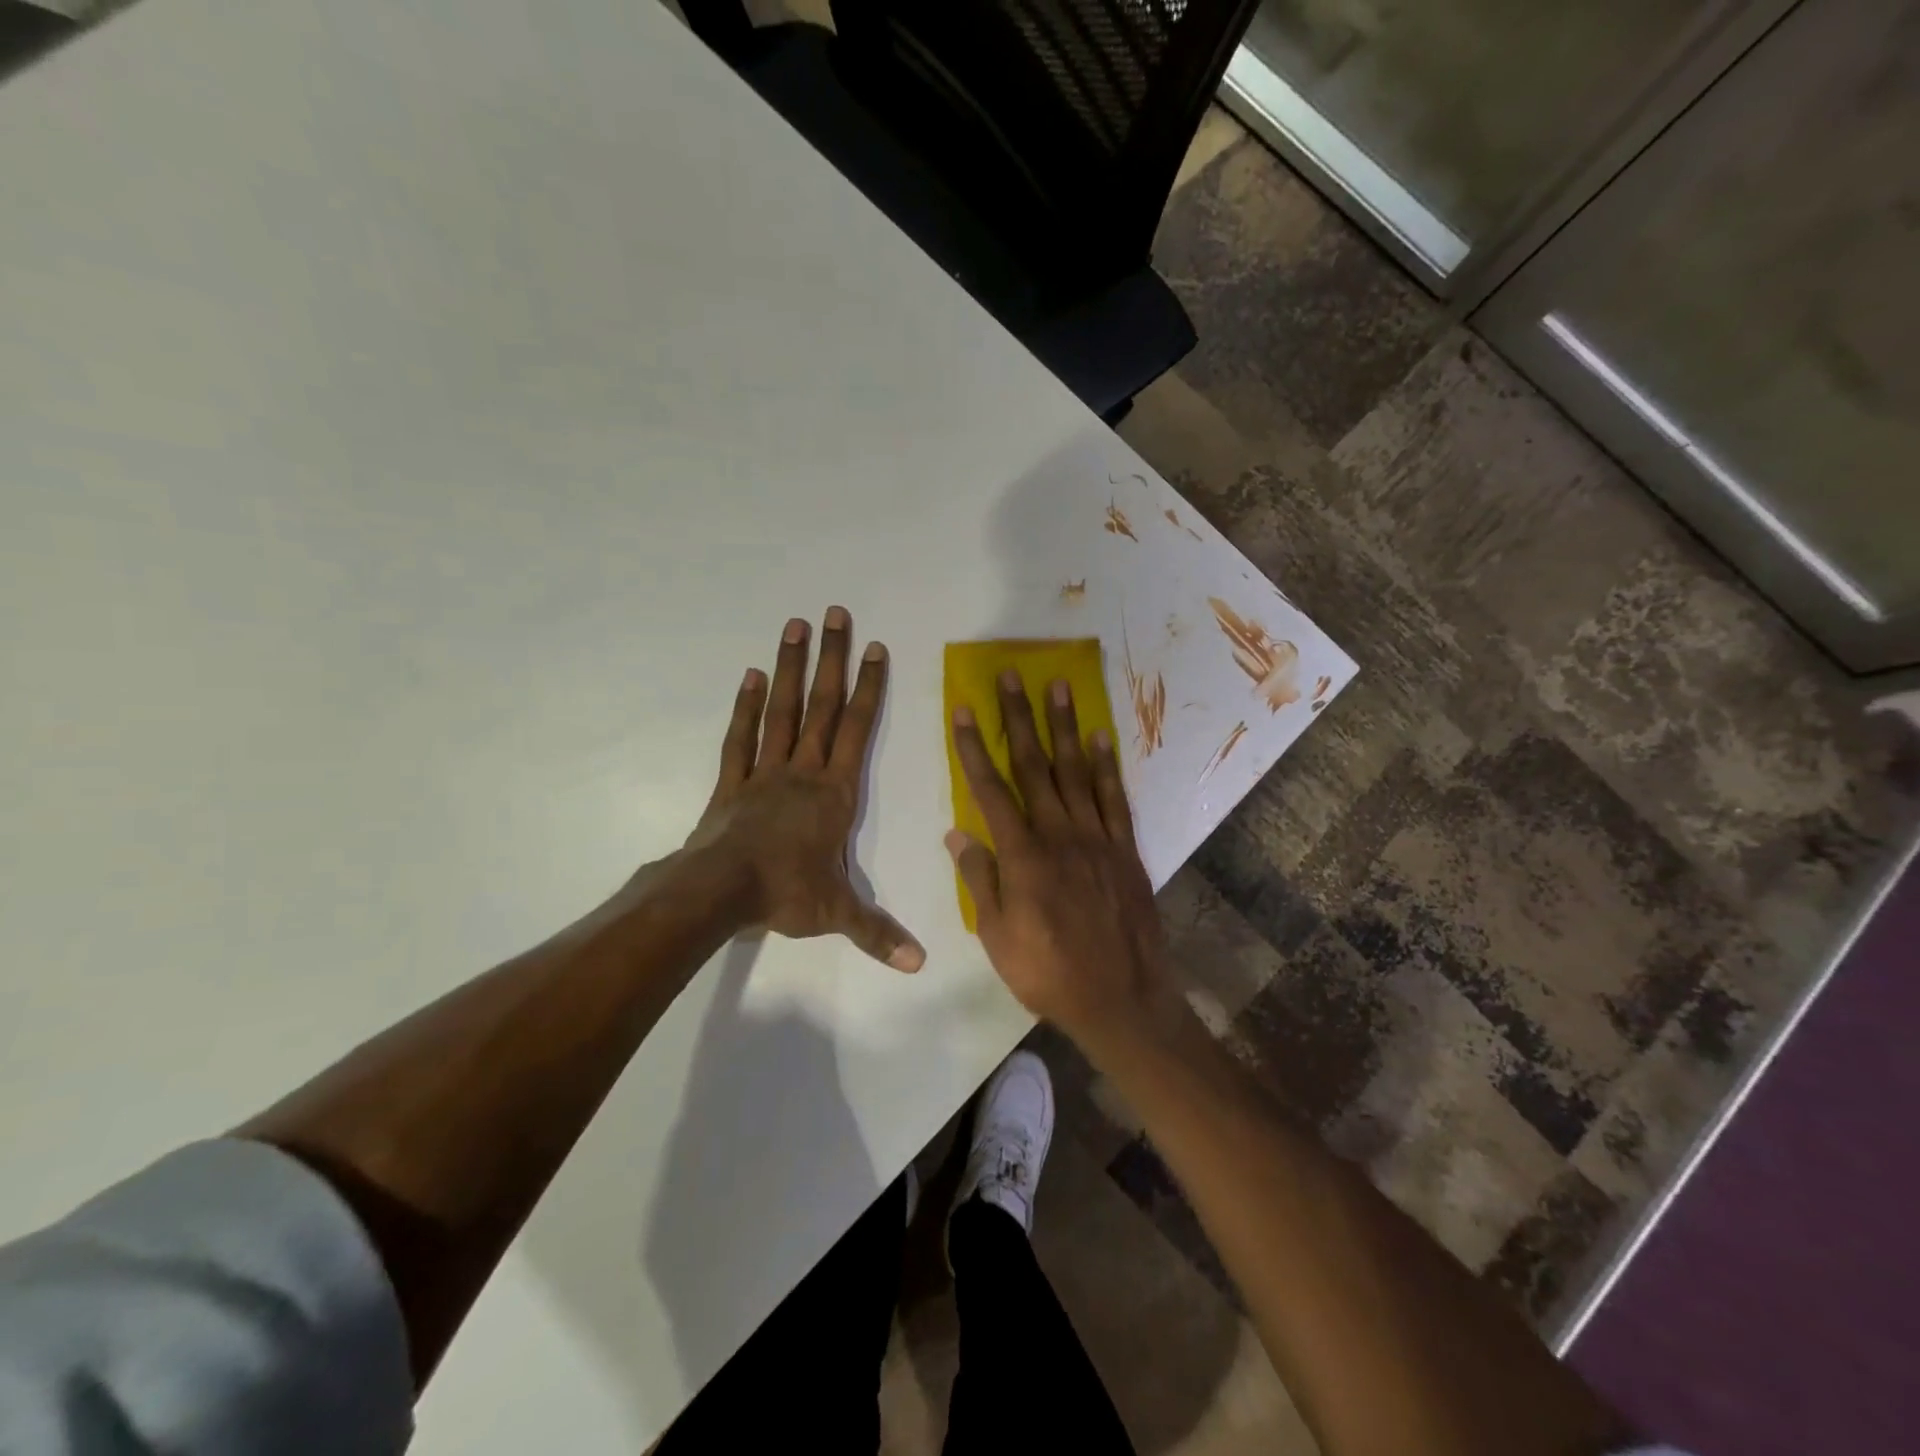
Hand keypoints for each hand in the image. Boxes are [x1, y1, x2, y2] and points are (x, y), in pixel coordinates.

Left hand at [686, 608, 924, 970]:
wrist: (719, 892)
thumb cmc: (784, 893)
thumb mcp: (837, 915)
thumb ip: (878, 933)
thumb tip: (919, 964)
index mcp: (834, 793)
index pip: (859, 731)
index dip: (870, 689)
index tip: (876, 648)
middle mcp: (804, 770)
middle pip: (823, 706)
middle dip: (833, 659)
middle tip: (836, 613)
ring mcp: (765, 771)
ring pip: (784, 710)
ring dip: (792, 668)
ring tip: (796, 625)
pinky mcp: (733, 782)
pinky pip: (742, 737)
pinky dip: (748, 706)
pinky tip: (753, 675)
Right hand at [947, 672, 1179, 1050]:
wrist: (1120, 998)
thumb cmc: (1048, 973)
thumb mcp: (997, 937)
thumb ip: (980, 880)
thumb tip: (958, 833)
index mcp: (1023, 856)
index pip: (990, 790)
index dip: (974, 748)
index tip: (964, 710)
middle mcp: (1059, 834)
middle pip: (1034, 765)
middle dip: (1019, 717)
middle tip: (1010, 676)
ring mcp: (1097, 838)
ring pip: (1076, 771)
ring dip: (1064, 726)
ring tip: (1058, 686)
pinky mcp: (1124, 849)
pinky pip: (1114, 798)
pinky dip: (1106, 765)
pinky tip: (1099, 737)